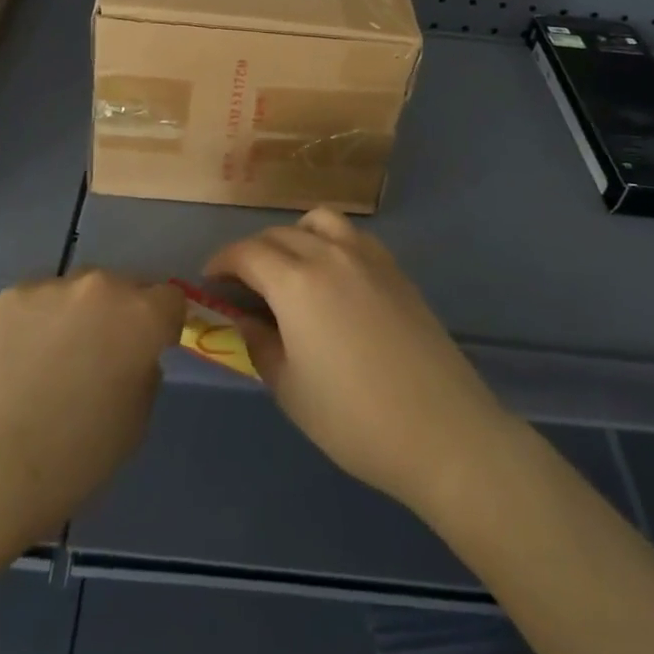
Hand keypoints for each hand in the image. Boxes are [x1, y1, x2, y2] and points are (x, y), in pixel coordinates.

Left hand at [0, 271, 182, 549]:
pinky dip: (37, 323)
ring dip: (77, 315)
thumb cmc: (72, 462)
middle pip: (124, 287)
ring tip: (51, 363)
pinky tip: (18, 363)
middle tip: (99, 358)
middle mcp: (101, 287)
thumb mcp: (134, 425)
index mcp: (141, 317)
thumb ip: (143, 374)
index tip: (149, 350)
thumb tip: (132, 356)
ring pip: (78, 292)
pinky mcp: (9, 296)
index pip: (171, 299)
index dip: (164, 325)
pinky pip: (38, 302)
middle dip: (120, 315)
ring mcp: (51, 287)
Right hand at [205, 208, 507, 517]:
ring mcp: (367, 257)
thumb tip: (244, 319)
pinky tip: (333, 278)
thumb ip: (259, 344)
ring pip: (318, 221)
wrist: (443, 431)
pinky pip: (352, 236)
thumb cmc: (355, 419)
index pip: (246, 253)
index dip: (222, 263)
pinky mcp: (395, 269)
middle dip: (253, 252)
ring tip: (290, 269)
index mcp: (295, 281)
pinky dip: (330, 242)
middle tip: (244, 285)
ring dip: (294, 235)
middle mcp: (328, 254)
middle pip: (278, 234)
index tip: (210, 280)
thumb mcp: (290, 389)